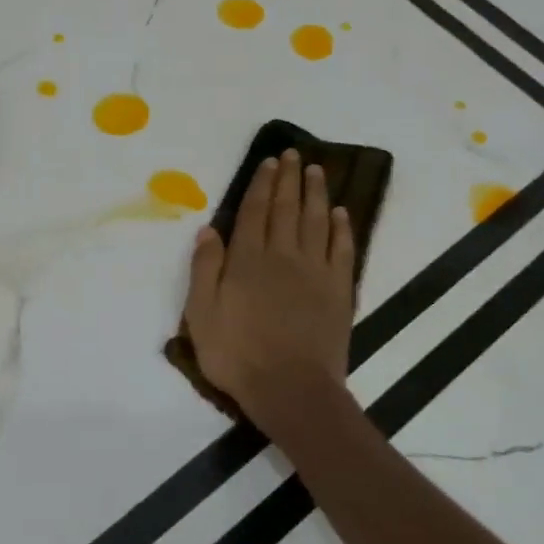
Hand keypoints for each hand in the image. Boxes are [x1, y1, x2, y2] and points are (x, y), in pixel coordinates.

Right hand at [182, 149, 354, 445]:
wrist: (291, 389)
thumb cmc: (237, 353)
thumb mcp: (201, 313)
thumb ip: (205, 268)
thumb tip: (208, 229)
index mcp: (247, 259)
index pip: (255, 211)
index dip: (262, 184)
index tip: (269, 162)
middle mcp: (283, 256)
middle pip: (287, 209)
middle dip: (289, 179)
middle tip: (293, 154)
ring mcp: (315, 272)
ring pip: (316, 221)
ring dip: (316, 193)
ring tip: (317, 171)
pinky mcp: (338, 291)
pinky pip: (342, 250)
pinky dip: (341, 228)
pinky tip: (341, 213)